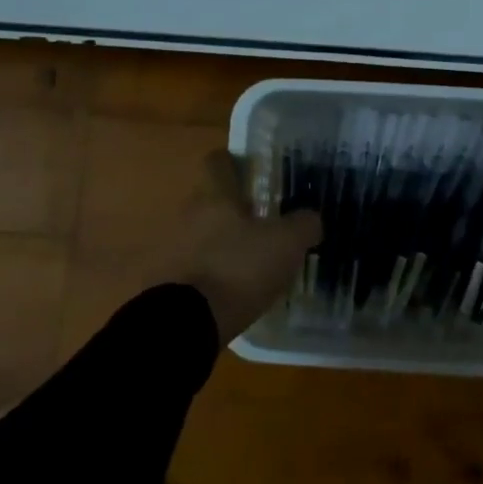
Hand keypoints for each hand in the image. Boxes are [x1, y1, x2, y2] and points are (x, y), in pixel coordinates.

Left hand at [176, 150, 323, 341]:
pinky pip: (199, 264)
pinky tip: (238, 285)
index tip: (254, 171)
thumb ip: (304, 224)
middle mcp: (190, 214)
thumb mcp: (287, 243)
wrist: (190, 322)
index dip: (235, 162)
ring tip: (254, 258)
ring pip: (205, 233)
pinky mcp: (172, 280)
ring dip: (225, 241)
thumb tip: (311, 218)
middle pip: (212, 199)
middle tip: (265, 221)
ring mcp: (176, 247)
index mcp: (215, 195)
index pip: (218, 161)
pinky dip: (216, 270)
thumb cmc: (239, 268)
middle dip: (235, 208)